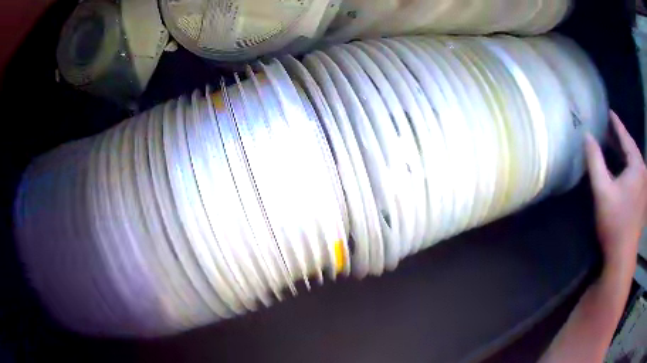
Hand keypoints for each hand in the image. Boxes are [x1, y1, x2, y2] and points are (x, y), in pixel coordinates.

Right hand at [585, 110, 646, 272]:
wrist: (622, 255)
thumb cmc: (614, 222)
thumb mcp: (602, 190)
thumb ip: (595, 161)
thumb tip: (587, 135)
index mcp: (637, 166)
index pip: (626, 138)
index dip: (617, 124)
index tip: (609, 112)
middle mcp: (643, 171)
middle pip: (632, 148)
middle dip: (621, 137)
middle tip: (609, 127)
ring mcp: (644, 185)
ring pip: (635, 161)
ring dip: (625, 152)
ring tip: (615, 144)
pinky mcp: (643, 197)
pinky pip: (636, 172)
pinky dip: (629, 165)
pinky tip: (623, 167)